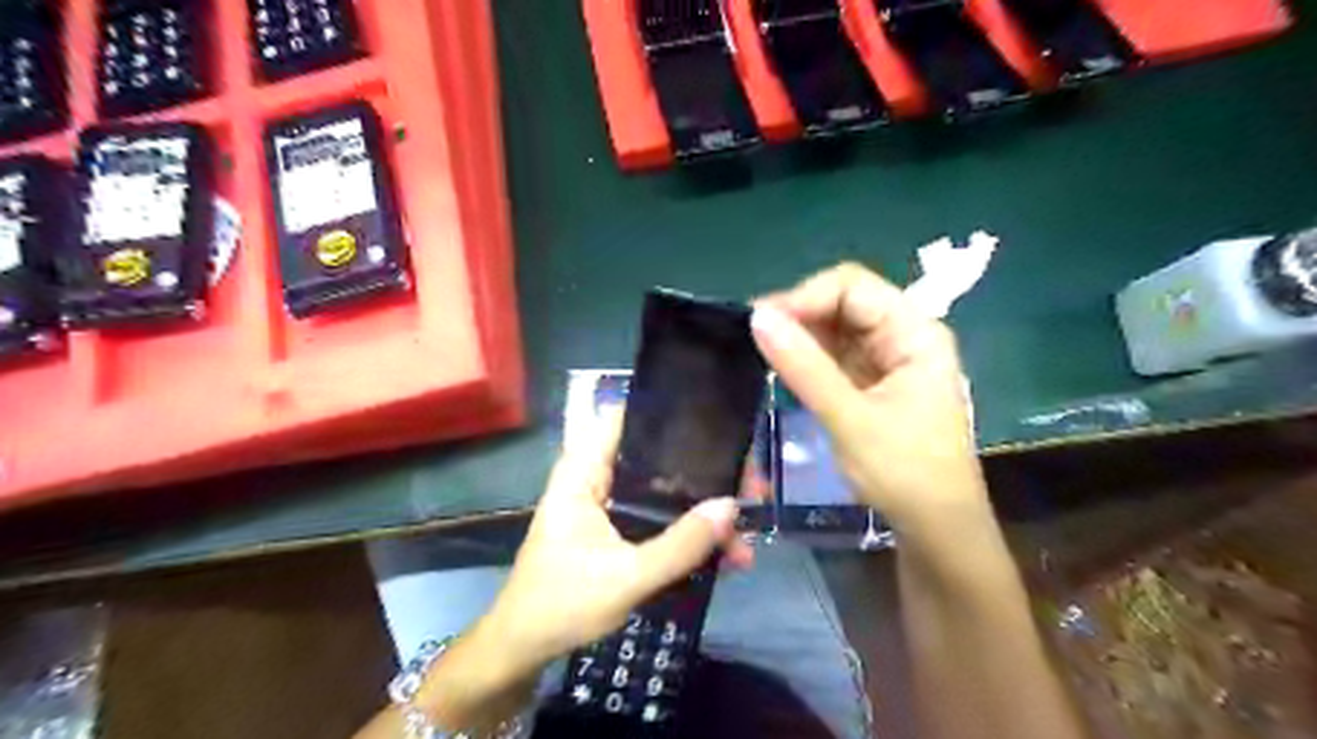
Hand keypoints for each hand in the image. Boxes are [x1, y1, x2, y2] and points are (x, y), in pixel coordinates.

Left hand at [481, 413, 749, 676]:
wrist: (525, 648)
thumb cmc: (562, 604)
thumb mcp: (626, 577)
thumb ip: (679, 545)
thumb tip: (731, 506)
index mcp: (584, 472)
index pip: (624, 417)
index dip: (667, 413)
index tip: (715, 423)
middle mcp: (598, 479)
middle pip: (658, 457)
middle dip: (705, 471)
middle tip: (750, 485)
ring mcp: (610, 505)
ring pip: (665, 491)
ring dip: (703, 508)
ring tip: (747, 528)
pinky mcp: (620, 530)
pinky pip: (661, 519)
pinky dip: (690, 532)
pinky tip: (726, 554)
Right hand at [750, 261, 987, 532]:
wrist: (937, 531)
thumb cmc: (904, 474)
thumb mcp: (849, 418)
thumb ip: (804, 366)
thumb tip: (757, 317)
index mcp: (915, 333)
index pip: (852, 287)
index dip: (804, 296)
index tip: (761, 322)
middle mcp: (904, 336)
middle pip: (844, 302)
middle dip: (799, 314)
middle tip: (755, 338)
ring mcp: (889, 360)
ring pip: (836, 328)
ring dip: (801, 336)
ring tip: (762, 352)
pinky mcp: (874, 382)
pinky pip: (836, 355)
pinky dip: (809, 358)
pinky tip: (784, 368)